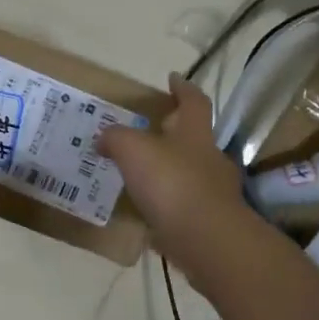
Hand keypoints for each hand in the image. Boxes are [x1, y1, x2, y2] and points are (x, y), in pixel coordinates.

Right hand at [97, 74, 248, 267]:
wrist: (207, 241)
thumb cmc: (172, 183)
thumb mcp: (133, 149)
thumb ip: (116, 138)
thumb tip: (104, 138)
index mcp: (195, 134)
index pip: (194, 102)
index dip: (183, 88)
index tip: (172, 78)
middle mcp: (209, 159)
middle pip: (193, 139)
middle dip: (172, 135)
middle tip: (145, 135)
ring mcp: (214, 193)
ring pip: (188, 174)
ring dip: (167, 173)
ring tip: (138, 178)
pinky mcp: (209, 223)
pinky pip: (184, 207)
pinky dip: (167, 206)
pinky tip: (146, 213)